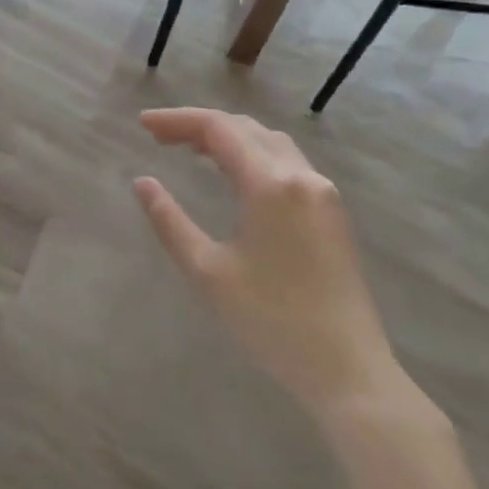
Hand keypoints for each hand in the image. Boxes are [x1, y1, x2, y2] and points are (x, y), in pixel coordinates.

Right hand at [133, 108, 399, 418]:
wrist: (347, 368)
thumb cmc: (270, 320)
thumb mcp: (207, 271)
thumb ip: (169, 221)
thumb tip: (142, 183)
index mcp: (271, 185)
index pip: (219, 129)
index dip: (177, 120)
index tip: (142, 124)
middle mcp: (302, 177)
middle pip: (246, 129)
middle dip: (199, 126)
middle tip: (158, 137)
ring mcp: (324, 194)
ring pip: (270, 143)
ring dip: (228, 138)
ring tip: (189, 150)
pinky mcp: (332, 213)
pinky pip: (287, 164)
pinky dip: (252, 156)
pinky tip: (233, 176)